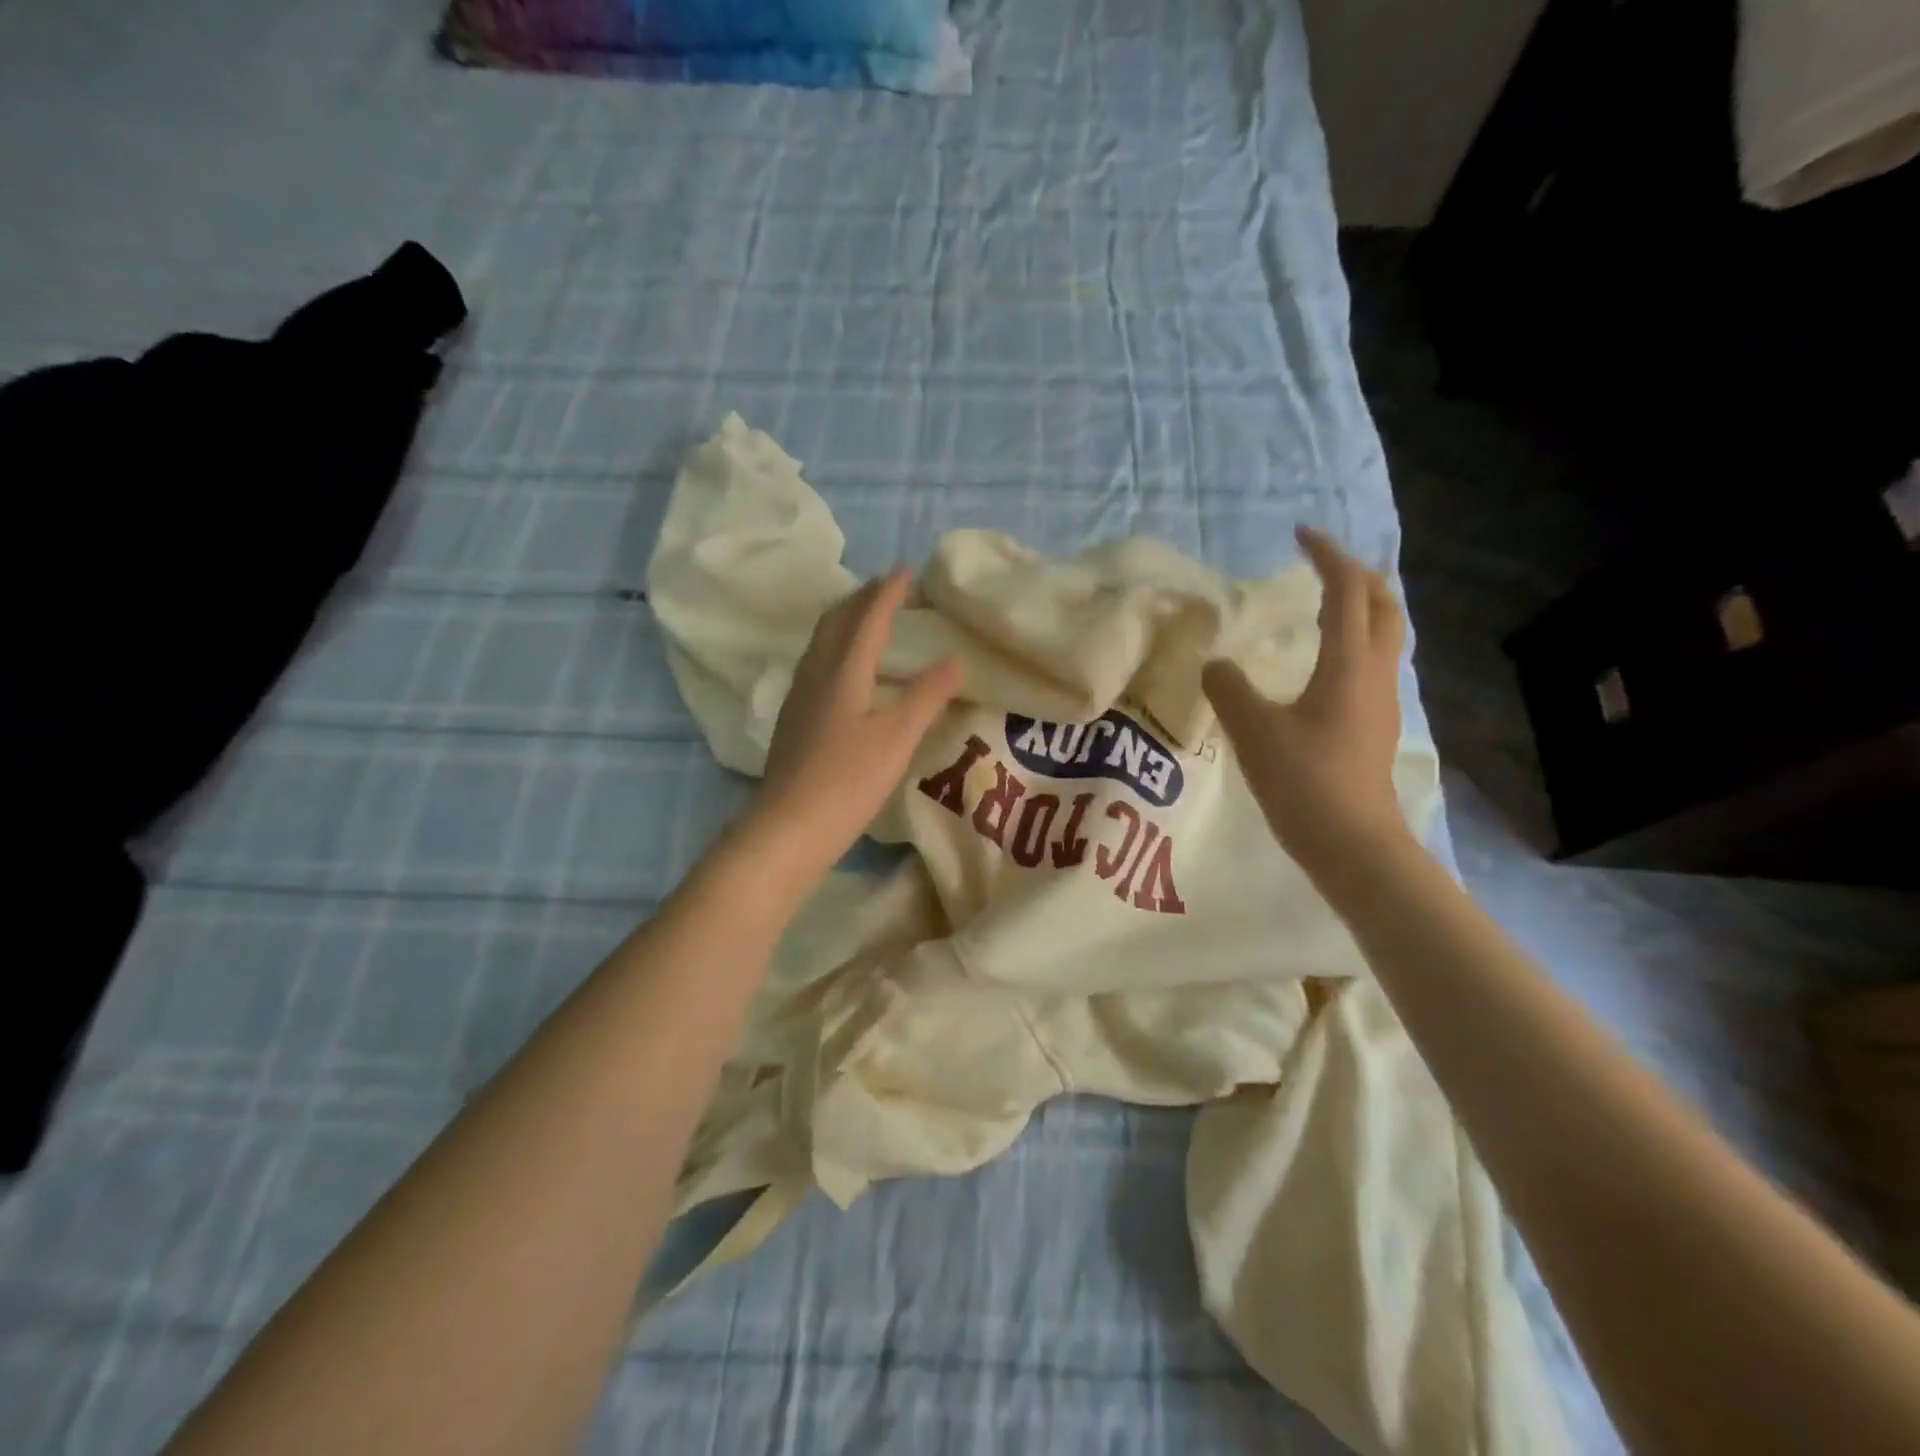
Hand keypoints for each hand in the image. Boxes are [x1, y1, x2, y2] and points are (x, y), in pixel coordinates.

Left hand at [751, 568, 961, 873]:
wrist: (788, 828)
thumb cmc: (848, 781)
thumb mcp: (897, 738)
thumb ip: (926, 696)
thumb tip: (955, 659)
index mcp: (842, 672)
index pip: (867, 618)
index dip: (887, 593)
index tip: (905, 570)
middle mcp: (816, 674)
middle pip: (836, 622)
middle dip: (862, 598)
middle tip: (887, 588)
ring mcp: (799, 697)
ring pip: (821, 642)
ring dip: (845, 621)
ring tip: (867, 618)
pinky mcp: (794, 720)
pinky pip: (817, 664)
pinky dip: (836, 648)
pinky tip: (846, 670)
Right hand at [1203, 526, 1410, 878]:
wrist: (1353, 845)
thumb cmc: (1304, 781)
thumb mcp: (1252, 730)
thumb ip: (1228, 688)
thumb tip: (1216, 664)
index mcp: (1348, 664)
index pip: (1346, 591)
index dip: (1327, 556)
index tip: (1299, 535)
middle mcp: (1374, 673)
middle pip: (1383, 605)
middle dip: (1356, 574)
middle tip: (1320, 563)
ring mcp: (1380, 701)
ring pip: (1384, 634)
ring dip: (1361, 606)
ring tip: (1323, 602)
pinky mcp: (1373, 725)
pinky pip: (1372, 662)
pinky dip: (1354, 640)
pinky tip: (1323, 661)